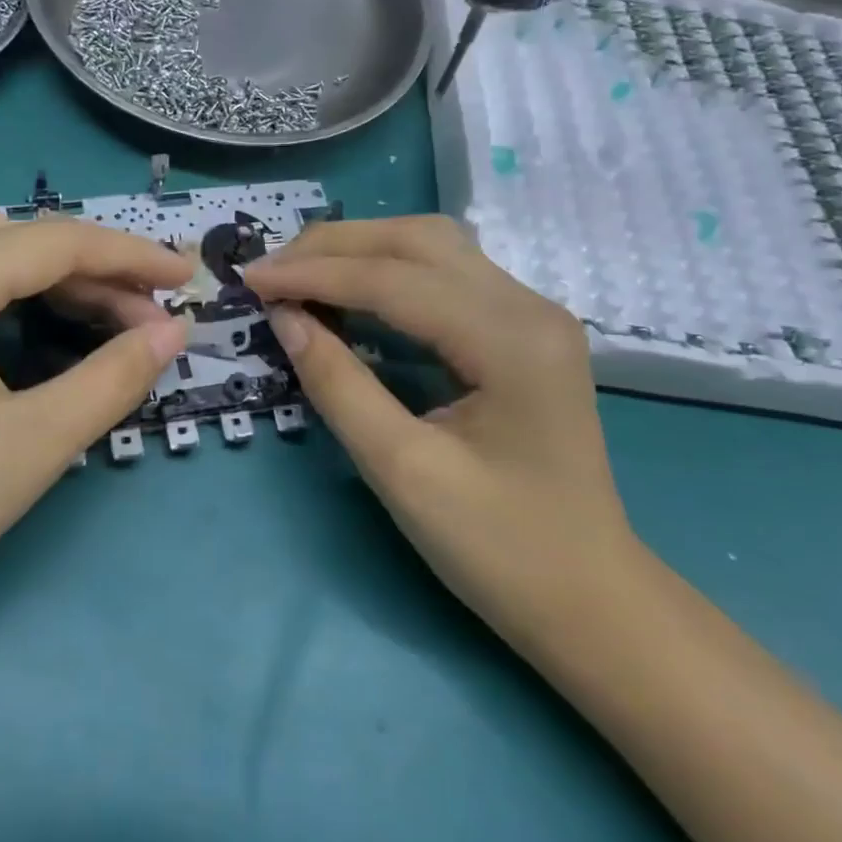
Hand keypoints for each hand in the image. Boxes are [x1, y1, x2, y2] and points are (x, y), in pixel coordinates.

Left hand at [0, 201, 188, 664]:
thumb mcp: (30, 448)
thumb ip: (112, 378)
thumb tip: (171, 331)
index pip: (57, 244)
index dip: (132, 258)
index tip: (187, 279)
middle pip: (15, 238)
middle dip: (90, 271)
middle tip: (144, 319)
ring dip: (29, 253)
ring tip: (76, 292)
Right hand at [241, 216, 634, 652]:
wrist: (590, 600)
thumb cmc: (500, 550)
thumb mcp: (403, 471)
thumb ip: (338, 384)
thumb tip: (284, 318)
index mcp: (510, 340)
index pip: (394, 280)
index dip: (314, 274)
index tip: (251, 279)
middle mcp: (529, 307)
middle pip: (418, 240)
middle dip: (334, 246)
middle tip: (270, 271)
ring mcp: (532, 314)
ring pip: (433, 247)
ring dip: (360, 250)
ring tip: (299, 273)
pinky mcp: (522, 330)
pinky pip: (445, 276)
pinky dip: (387, 272)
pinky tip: (349, 292)